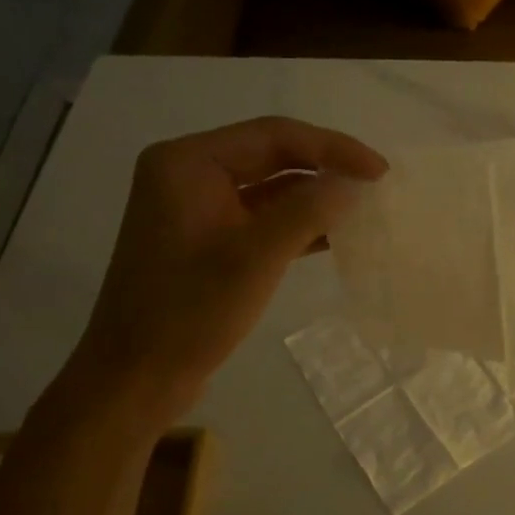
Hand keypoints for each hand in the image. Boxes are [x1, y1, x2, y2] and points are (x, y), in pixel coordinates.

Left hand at [66, 117, 387, 423]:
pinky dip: (296, 222)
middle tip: (376, 184)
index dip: (332, 147)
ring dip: (315, 196)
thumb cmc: (189, 313)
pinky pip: (260, 216)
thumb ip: (308, 210)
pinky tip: (335, 235)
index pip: (273, 135)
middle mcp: (189, 173)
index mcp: (188, 162)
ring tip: (363, 207)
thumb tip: (354, 182)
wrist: (136, 378)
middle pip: (271, 155)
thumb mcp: (255, 257)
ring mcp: (196, 207)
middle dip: (325, 168)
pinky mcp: (206, 238)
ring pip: (269, 186)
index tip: (379, 170)